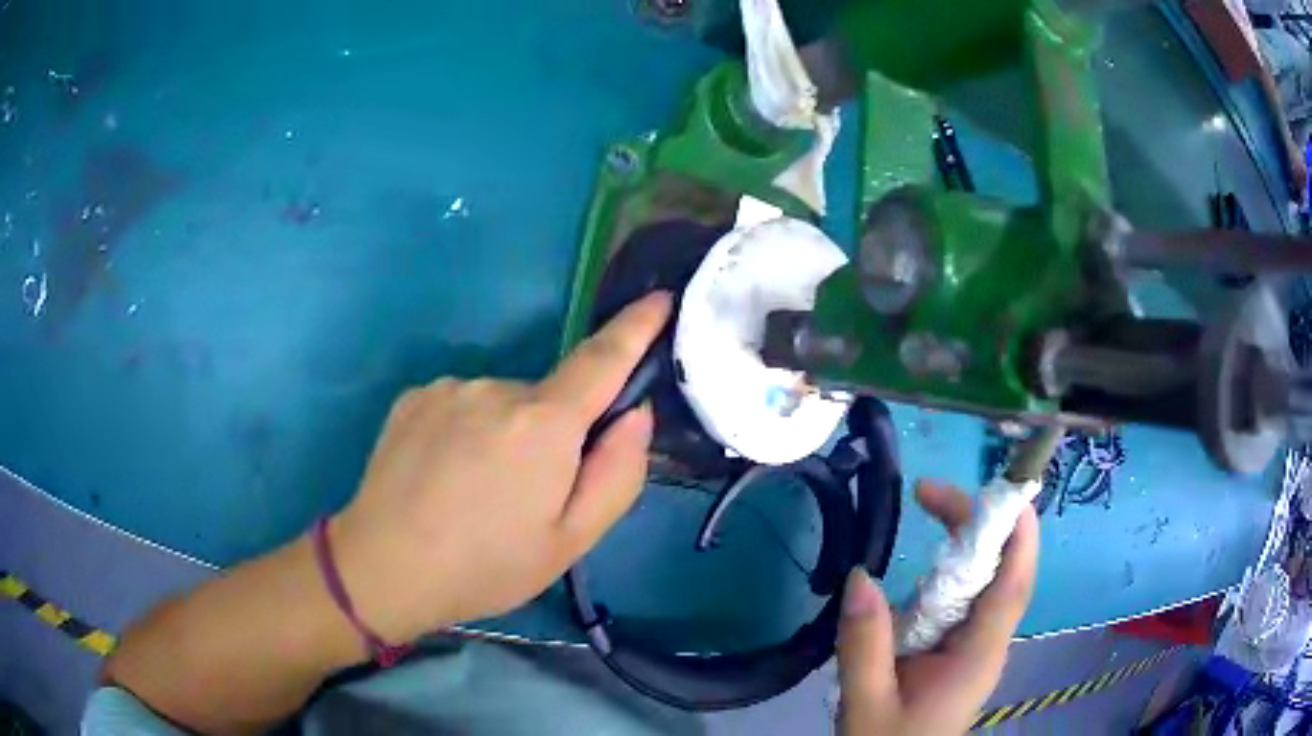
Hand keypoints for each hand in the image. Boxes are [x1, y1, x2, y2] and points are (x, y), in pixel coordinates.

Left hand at [330, 292, 671, 642]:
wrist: (383, 567)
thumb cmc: (486, 565)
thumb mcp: (571, 540)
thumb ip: (617, 473)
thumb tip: (634, 414)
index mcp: (543, 423)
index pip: (603, 359)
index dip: (637, 327)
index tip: (661, 299)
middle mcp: (496, 388)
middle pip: (548, 399)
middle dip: (553, 435)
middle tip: (528, 495)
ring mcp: (449, 387)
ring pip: (503, 405)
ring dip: (506, 436)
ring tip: (477, 492)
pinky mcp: (415, 396)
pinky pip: (463, 405)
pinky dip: (468, 432)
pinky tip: (444, 475)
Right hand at [837, 481, 1038, 735]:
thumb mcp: (867, 702)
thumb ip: (865, 644)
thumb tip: (859, 575)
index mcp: (977, 654)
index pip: (1012, 584)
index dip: (1017, 532)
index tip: (998, 488)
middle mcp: (986, 642)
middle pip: (1001, 571)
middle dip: (978, 524)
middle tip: (927, 493)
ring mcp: (974, 646)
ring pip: (983, 583)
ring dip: (962, 544)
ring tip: (929, 508)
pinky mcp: (957, 652)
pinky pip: (960, 602)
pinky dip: (946, 575)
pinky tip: (921, 572)